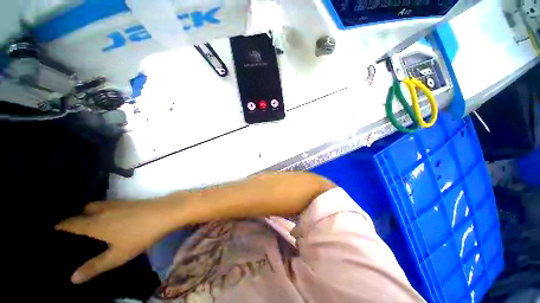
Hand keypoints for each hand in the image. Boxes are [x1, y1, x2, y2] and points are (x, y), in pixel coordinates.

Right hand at [55, 198, 179, 283]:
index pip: (70, 224)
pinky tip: (108, 215)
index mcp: (95, 224)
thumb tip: (72, 278)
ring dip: (88, 211)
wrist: (166, 212)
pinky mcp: (130, 201)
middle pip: (82, 211)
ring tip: (86, 221)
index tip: (51, 230)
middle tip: (70, 228)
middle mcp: (103, 210)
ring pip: (96, 205)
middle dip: (74, 217)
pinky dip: (102, 208)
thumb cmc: (141, 235)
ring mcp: (117, 203)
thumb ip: (95, 266)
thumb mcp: (118, 255)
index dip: (60, 226)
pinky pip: (109, 204)